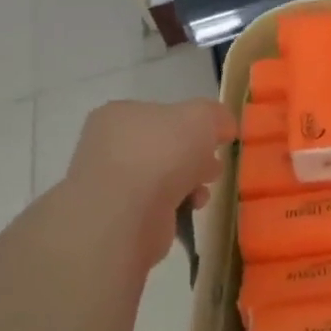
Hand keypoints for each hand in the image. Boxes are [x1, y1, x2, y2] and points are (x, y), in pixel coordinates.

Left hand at [62, 97, 235, 237]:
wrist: (127, 216)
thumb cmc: (162, 154)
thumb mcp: (202, 117)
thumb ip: (217, 115)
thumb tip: (223, 128)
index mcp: (119, 115)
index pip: (162, 113)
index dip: (193, 124)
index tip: (216, 138)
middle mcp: (108, 147)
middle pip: (164, 146)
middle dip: (194, 156)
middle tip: (212, 165)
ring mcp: (109, 184)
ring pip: (163, 177)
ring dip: (189, 182)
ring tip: (202, 190)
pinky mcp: (118, 217)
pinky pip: (157, 205)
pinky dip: (177, 205)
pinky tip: (189, 208)